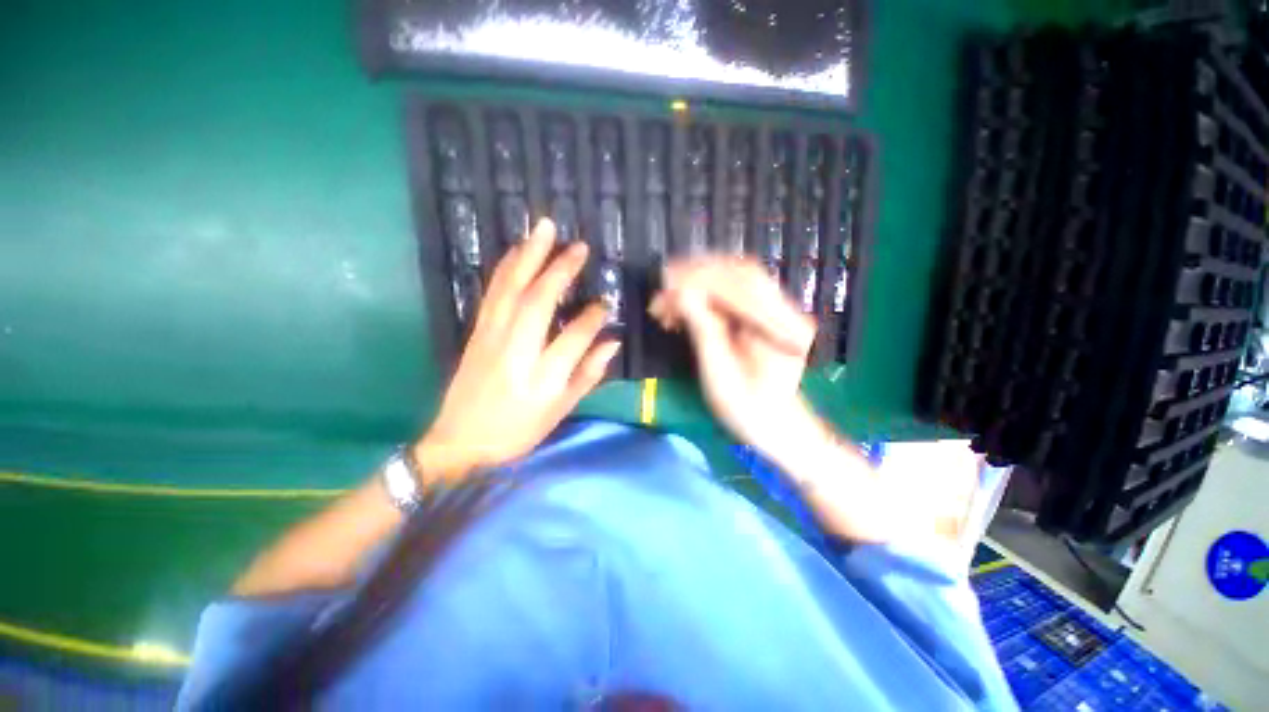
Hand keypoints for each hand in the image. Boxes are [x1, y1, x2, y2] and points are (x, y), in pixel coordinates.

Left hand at [415, 219, 619, 481]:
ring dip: (529, 256)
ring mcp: (491, 337)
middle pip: (538, 301)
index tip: (605, 303)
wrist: (460, 442)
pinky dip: (506, 268)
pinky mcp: (476, 332)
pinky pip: (493, 293)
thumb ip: (588, 375)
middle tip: (579, 245)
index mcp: (541, 378)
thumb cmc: (518, 431)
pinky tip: (517, 252)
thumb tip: (612, 343)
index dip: (592, 318)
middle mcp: (516, 351)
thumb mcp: (560, 410)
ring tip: (544, 229)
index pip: (573, 338)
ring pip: (511, 289)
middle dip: (561, 270)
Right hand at [648, 256, 820, 464]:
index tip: (666, 281)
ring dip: (699, 284)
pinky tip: (684, 309)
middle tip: (663, 287)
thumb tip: (680, 291)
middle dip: (697, 275)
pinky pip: (734, 295)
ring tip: (668, 302)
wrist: (776, 427)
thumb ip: (703, 328)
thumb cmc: (747, 409)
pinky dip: (706, 297)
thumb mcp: (720, 372)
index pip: (740, 284)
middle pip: (740, 274)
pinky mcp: (766, 316)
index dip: (700, 278)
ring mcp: (778, 312)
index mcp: (782, 327)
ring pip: (735, 281)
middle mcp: (786, 311)